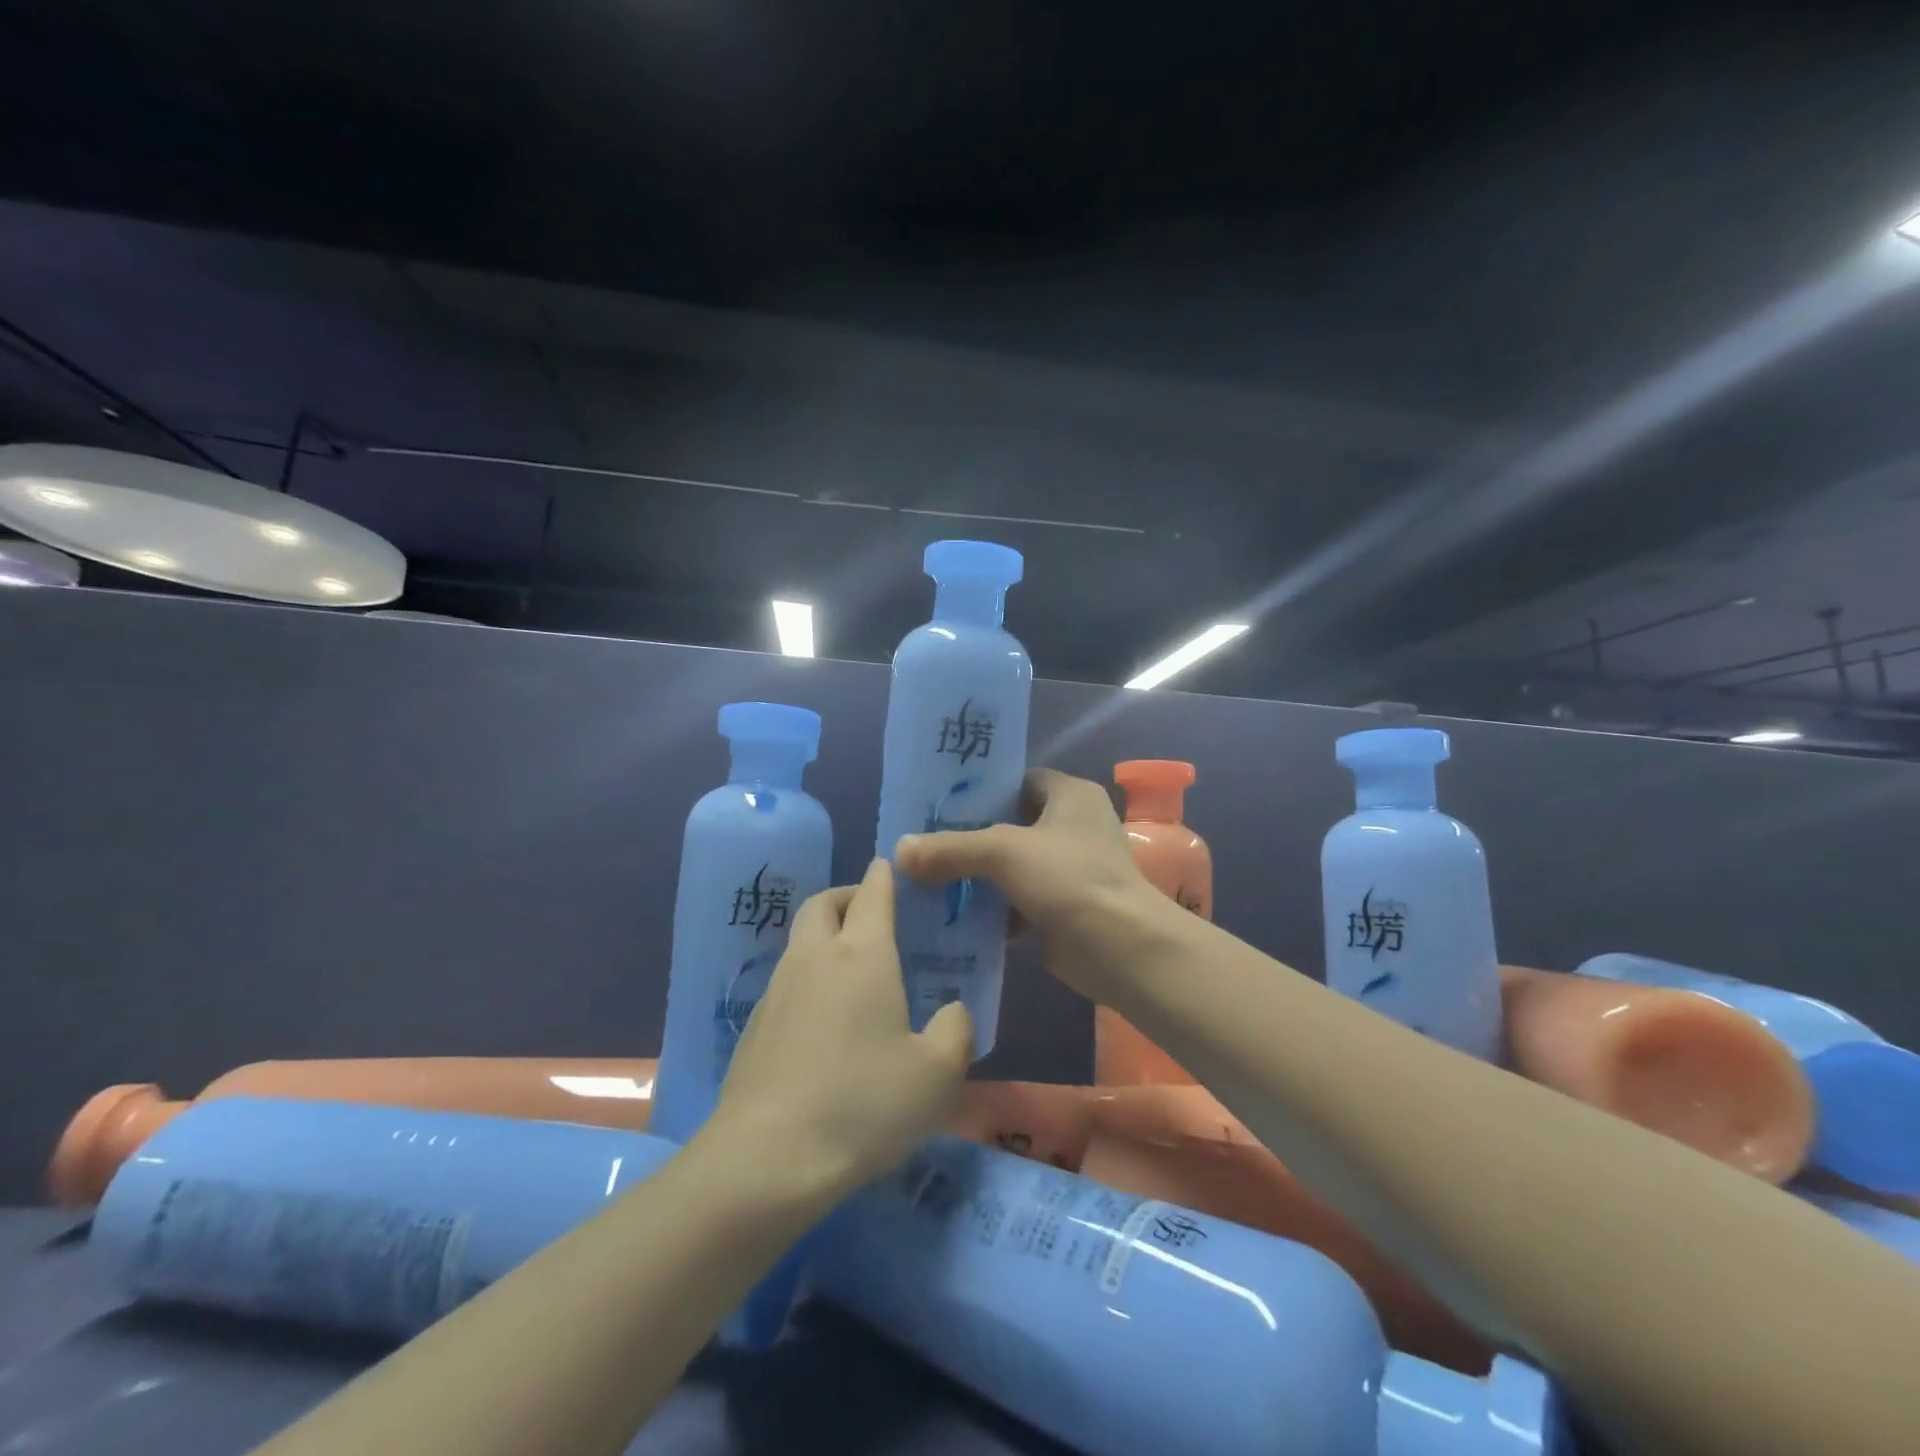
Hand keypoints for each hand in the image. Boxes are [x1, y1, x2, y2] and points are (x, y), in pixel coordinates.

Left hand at [712, 858, 974, 1193]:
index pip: (873, 895)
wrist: (767, 1159)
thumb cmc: (864, 1105)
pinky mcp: (754, 1025)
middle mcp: (815, 958)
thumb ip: (956, 1030)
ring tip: (851, 966)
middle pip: (822, 904)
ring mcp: (777, 990)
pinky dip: (807, 976)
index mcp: (862, 956)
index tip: (889, 866)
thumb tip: (952, 1010)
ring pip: (799, 940)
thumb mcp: (938, 1074)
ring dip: (823, 935)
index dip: (883, 876)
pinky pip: (785, 980)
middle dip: (847, 896)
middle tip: (870, 911)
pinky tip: (823, 1018)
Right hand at [894, 768, 1160, 1001]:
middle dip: (972, 838)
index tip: (940, 804)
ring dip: (979, 877)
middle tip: (926, 844)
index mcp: (1071, 795)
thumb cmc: (1069, 878)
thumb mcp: (1003, 852)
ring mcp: (1071, 870)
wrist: (1120, 948)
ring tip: (930, 879)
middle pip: (1011, 825)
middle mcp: (1074, 826)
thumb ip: (951, 848)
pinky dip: (993, 910)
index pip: (1018, 781)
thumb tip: (899, 851)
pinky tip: (956, 917)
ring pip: (1013, 866)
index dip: (982, 790)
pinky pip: (1018, 901)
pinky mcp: (1063, 908)